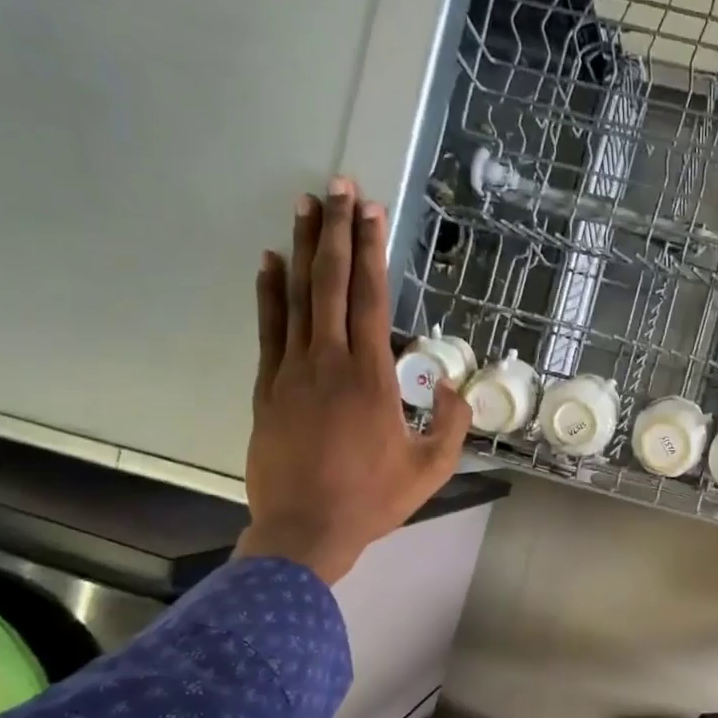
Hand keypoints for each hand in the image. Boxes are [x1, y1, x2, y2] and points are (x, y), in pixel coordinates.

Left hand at [235, 180, 469, 583]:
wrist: (304, 530)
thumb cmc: (373, 500)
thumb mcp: (432, 468)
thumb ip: (450, 423)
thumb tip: (449, 384)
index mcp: (372, 378)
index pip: (372, 300)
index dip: (373, 252)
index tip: (373, 212)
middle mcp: (329, 362)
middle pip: (333, 284)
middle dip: (338, 232)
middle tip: (339, 187)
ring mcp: (291, 372)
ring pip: (297, 297)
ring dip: (304, 249)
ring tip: (306, 206)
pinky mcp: (266, 387)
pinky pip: (269, 329)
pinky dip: (270, 292)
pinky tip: (271, 262)